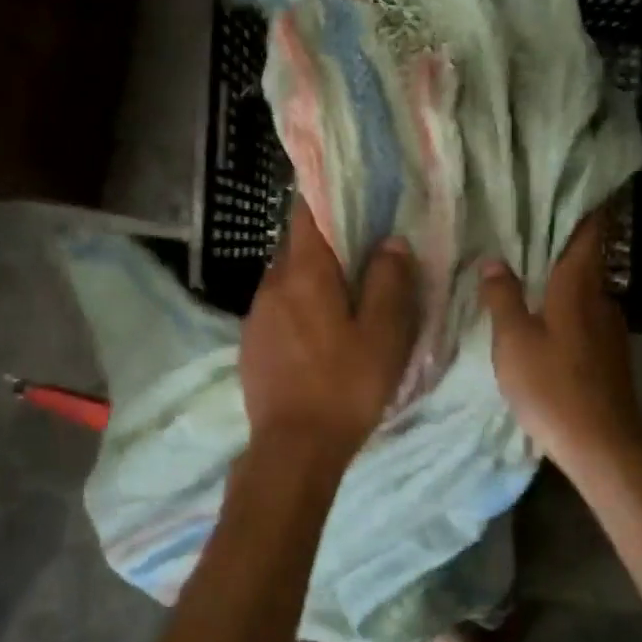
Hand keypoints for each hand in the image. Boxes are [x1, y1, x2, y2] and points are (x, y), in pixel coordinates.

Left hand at [240, 200, 417, 466]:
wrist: (293, 448)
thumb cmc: (346, 385)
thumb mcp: (384, 334)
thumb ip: (390, 281)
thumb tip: (391, 242)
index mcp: (304, 274)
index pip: (305, 214)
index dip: (324, 197)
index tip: (348, 194)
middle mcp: (271, 285)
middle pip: (295, 247)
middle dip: (323, 243)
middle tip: (359, 252)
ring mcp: (256, 316)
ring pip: (285, 280)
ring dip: (310, 278)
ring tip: (342, 296)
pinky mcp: (250, 344)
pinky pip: (277, 309)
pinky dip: (297, 307)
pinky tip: (319, 334)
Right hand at [480, 211, 641, 470]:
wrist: (603, 443)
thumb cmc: (553, 386)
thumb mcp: (514, 341)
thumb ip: (503, 298)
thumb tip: (494, 262)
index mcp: (578, 287)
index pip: (589, 233)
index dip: (587, 207)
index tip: (576, 186)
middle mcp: (601, 299)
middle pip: (586, 260)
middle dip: (563, 243)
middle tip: (529, 229)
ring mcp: (610, 328)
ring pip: (585, 290)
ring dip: (563, 279)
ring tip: (530, 273)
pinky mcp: (611, 355)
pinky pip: (586, 316)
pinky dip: (567, 307)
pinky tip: (546, 320)